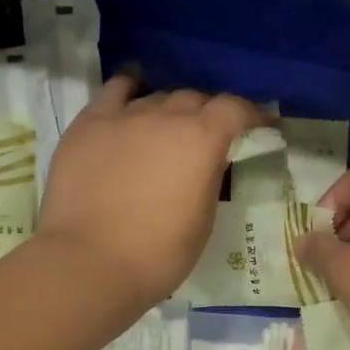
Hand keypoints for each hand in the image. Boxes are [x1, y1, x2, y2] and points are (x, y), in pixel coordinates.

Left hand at [36, 74, 262, 308]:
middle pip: (195, 99)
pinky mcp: (89, 124)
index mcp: (202, 139)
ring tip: (169, 126)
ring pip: (157, 96)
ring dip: (170, 109)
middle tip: (208, 137)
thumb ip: (210, 177)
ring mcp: (124, 116)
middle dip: (208, 113)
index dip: (251, 114)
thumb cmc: (158, 253)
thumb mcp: (203, 218)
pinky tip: (133, 86)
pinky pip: (114, 91)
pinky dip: (129, 86)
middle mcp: (165, 116)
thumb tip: (209, 160)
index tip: (259, 125)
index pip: (235, 108)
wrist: (90, 263)